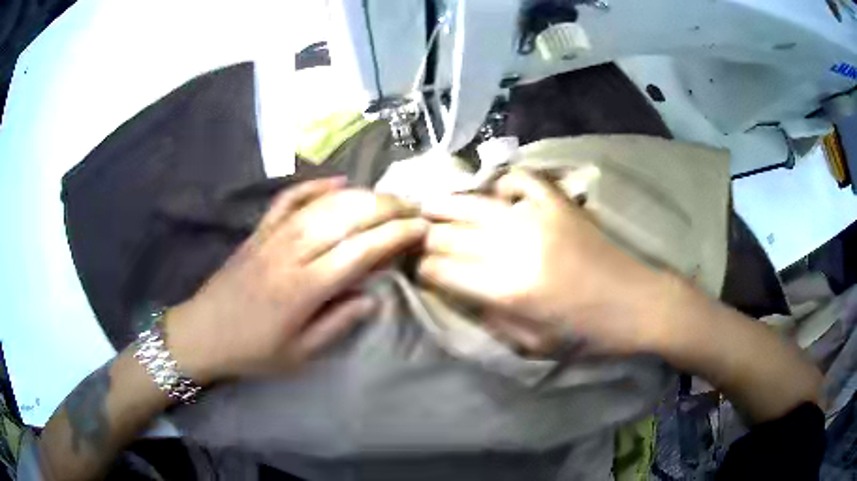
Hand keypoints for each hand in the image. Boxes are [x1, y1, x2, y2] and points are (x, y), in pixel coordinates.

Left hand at [165, 178, 427, 382]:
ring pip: (322, 203)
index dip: (395, 235)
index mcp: (303, 288)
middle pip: (345, 217)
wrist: (203, 332)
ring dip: (360, 195)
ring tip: (387, 196)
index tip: (421, 228)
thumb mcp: (300, 354)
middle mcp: (290, 253)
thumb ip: (338, 324)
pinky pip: (288, 199)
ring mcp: (272, 236)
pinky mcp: (259, 230)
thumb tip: (373, 298)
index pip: (359, 250)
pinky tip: (338, 181)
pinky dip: (314, 186)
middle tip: (413, 207)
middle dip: (386, 207)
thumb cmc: (253, 351)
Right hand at [418, 169, 667, 354]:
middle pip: (449, 233)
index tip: (416, 268)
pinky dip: (502, 184)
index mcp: (506, 289)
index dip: (422, 269)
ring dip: (445, 204)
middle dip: (423, 236)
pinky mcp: (558, 202)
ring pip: (473, 202)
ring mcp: (537, 217)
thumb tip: (455, 289)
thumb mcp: (530, 342)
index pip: (442, 269)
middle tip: (412, 236)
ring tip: (428, 206)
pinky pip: (519, 180)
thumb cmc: (586, 334)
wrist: (637, 303)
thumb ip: (488, 315)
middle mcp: (514, 246)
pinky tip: (496, 195)